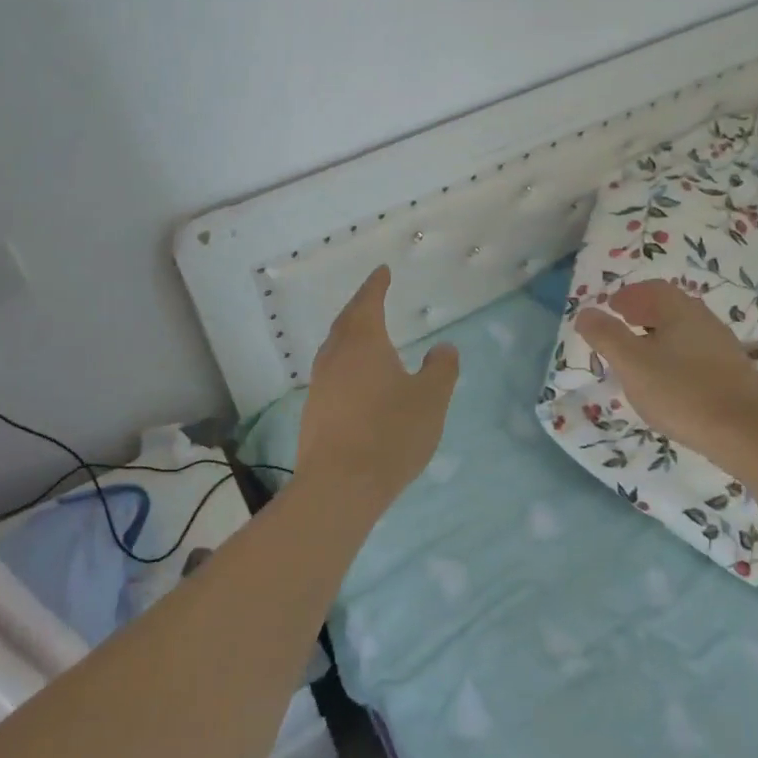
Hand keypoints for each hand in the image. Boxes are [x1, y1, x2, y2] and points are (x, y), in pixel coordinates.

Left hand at [296, 266, 459, 507]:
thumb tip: (443, 348)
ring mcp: (320, 385)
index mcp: (363, 343)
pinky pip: (332, 374)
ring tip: (367, 337)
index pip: (368, 302)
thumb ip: (441, 369)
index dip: (376, 285)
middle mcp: (335, 356)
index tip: (382, 271)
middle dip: (361, 307)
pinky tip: (358, 381)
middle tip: (373, 297)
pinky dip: (347, 364)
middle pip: (346, 322)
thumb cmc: (390, 433)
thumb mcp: (431, 399)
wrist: (340, 486)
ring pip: (335, 348)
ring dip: (351, 336)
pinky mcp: (314, 412)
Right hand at [576, 280, 757, 460]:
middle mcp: (705, 321)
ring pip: (684, 332)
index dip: (629, 295)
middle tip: (622, 327)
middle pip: (670, 308)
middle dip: (643, 313)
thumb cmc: (682, 392)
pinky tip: (669, 382)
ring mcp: (723, 348)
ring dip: (659, 336)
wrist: (748, 433)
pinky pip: (696, 354)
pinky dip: (675, 357)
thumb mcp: (632, 364)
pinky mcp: (733, 375)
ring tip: (640, 357)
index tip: (611, 307)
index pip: (653, 289)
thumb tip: (586, 312)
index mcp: (680, 310)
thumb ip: (606, 336)